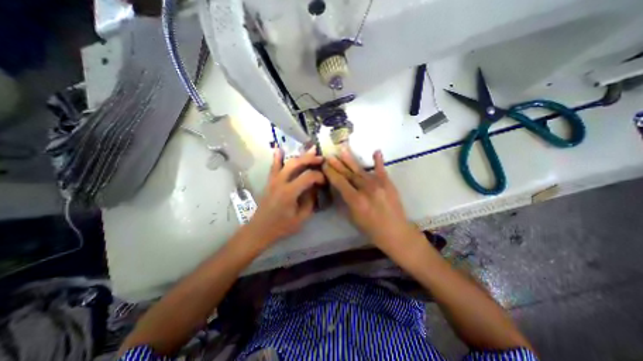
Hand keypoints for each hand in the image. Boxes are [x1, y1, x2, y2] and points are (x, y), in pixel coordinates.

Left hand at [246, 147, 324, 244]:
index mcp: (289, 192)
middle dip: (310, 159)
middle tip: (321, 158)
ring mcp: (273, 180)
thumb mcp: (301, 218)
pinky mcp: (270, 181)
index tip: (325, 181)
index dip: (319, 176)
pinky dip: (277, 157)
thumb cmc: (281, 227)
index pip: (308, 177)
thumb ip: (310, 201)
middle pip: (296, 164)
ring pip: (287, 162)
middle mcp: (280, 182)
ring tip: (310, 151)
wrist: (259, 230)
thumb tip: (315, 188)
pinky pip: (273, 167)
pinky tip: (279, 149)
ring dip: (300, 156)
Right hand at [322, 150, 416, 253]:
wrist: (395, 232)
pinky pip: (381, 170)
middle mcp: (366, 189)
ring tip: (343, 149)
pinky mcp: (388, 183)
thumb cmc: (371, 229)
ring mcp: (378, 184)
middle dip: (338, 164)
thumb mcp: (353, 217)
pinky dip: (378, 161)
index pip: (340, 182)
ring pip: (361, 170)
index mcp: (355, 200)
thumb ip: (347, 201)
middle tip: (329, 155)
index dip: (331, 173)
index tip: (324, 164)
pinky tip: (376, 151)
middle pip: (349, 174)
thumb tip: (341, 188)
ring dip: (350, 160)